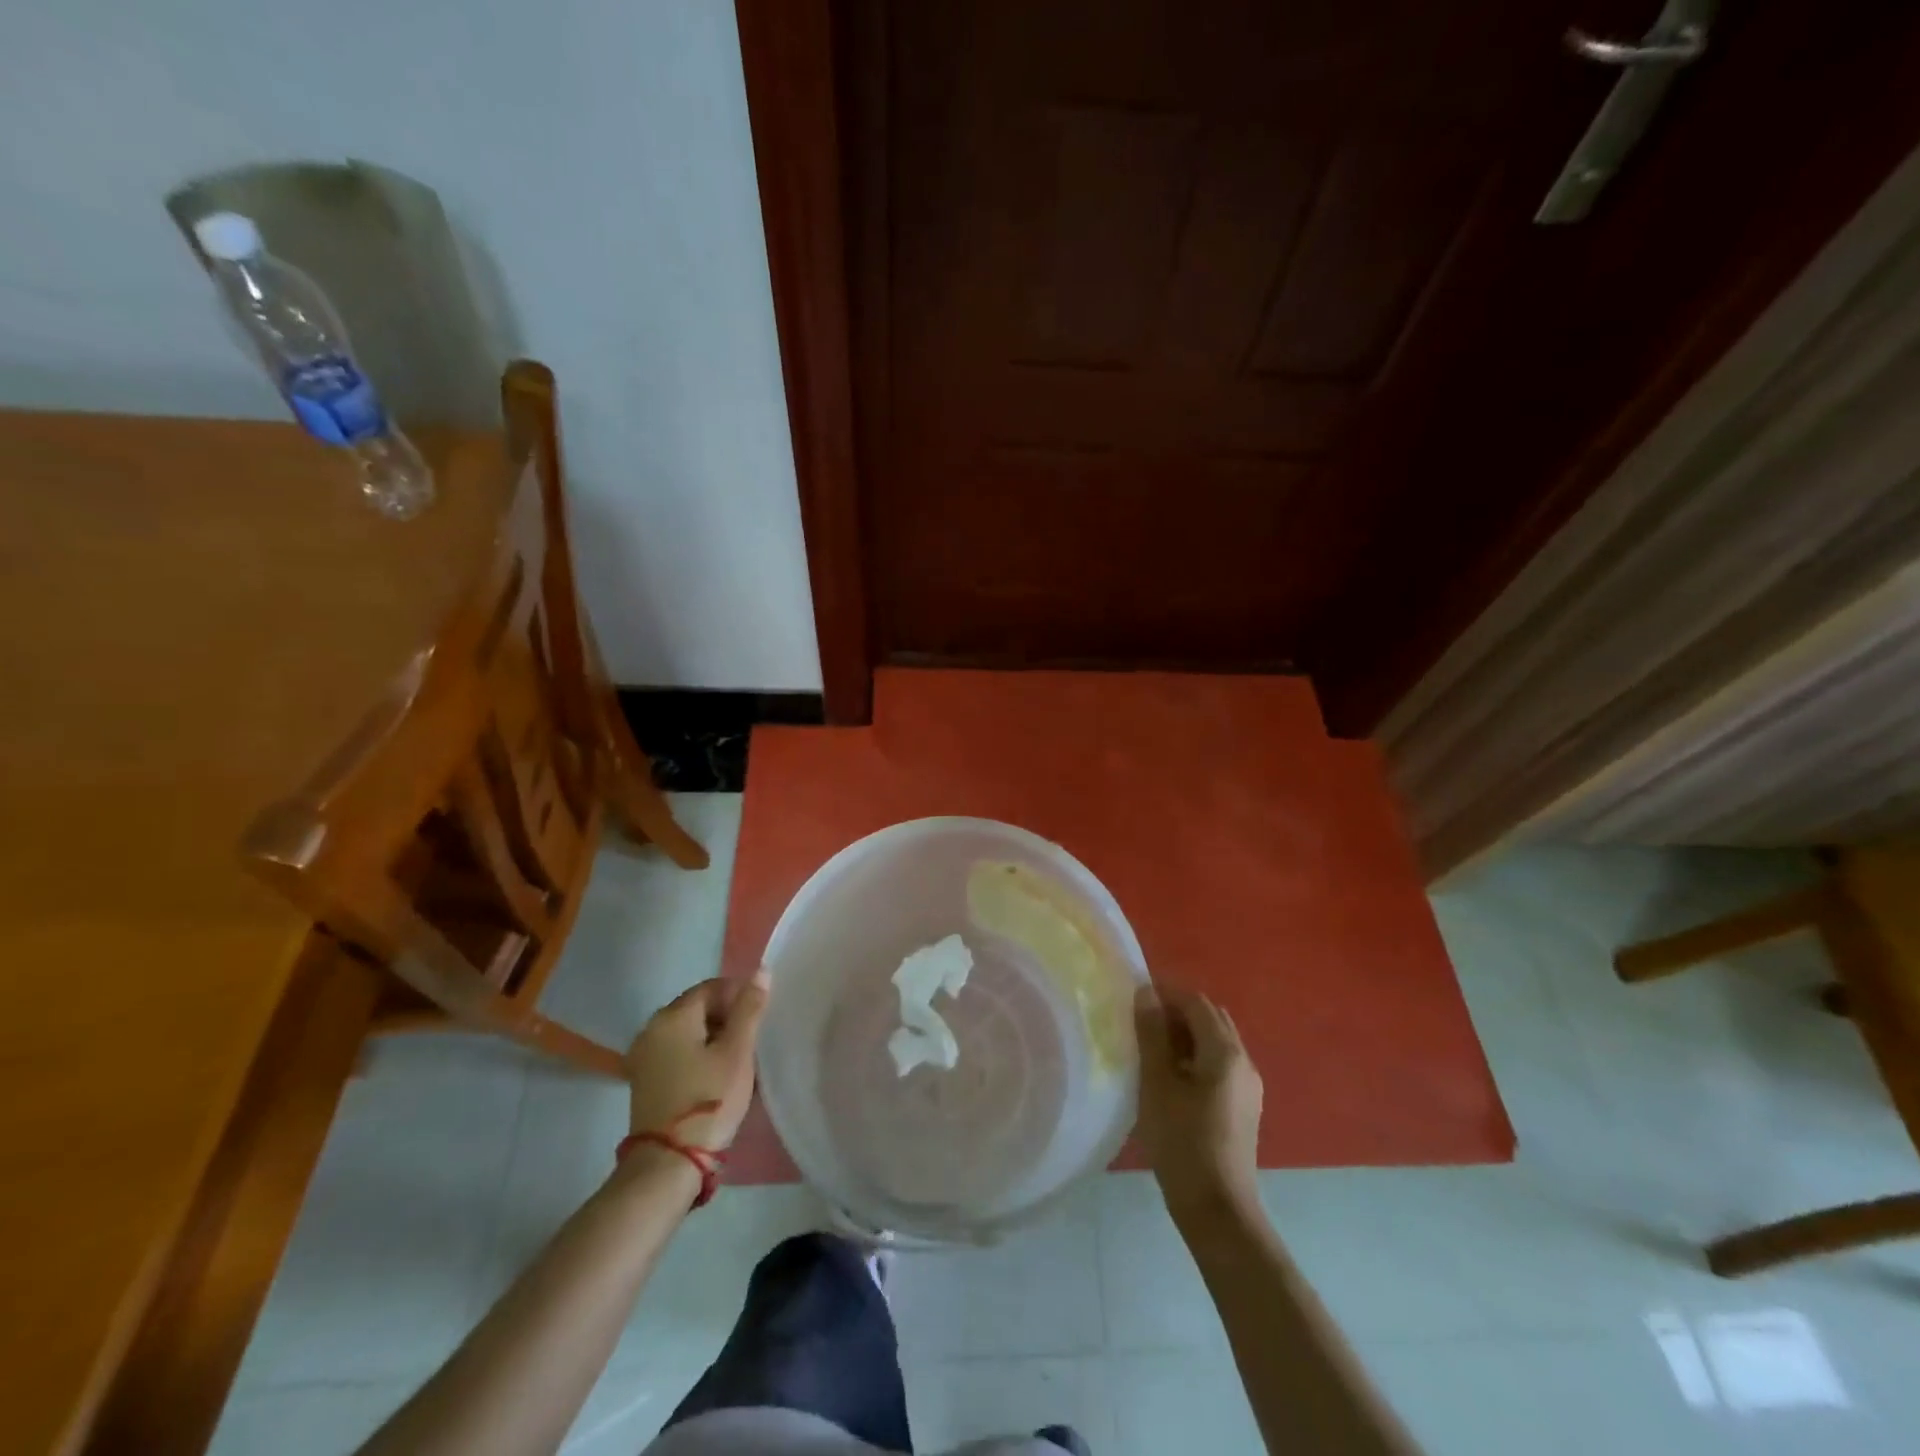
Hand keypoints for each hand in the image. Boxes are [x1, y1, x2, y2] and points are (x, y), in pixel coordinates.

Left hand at [625, 972, 770, 1151]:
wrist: (668, 1164)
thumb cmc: (708, 1100)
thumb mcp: (737, 1052)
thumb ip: (749, 1009)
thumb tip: (761, 971)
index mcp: (673, 1016)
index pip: (712, 988)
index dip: (739, 995)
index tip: (761, 1017)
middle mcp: (651, 1028)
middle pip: (696, 1008)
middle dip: (726, 1016)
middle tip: (753, 1039)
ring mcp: (644, 1056)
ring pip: (687, 1031)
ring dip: (713, 1037)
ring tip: (738, 1058)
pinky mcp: (644, 1080)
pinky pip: (676, 1052)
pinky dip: (697, 1054)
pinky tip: (715, 1074)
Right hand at [1133, 983, 1262, 1220]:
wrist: (1218, 1210)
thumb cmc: (1182, 1142)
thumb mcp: (1157, 1084)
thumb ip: (1152, 1034)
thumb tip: (1146, 993)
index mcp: (1225, 1052)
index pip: (1196, 1002)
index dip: (1165, 993)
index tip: (1134, 999)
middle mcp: (1244, 1061)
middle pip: (1210, 1018)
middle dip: (1176, 1012)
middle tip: (1141, 1022)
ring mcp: (1248, 1086)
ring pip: (1216, 1042)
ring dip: (1185, 1035)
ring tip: (1151, 1048)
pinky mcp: (1243, 1106)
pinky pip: (1219, 1064)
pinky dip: (1195, 1056)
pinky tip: (1171, 1077)